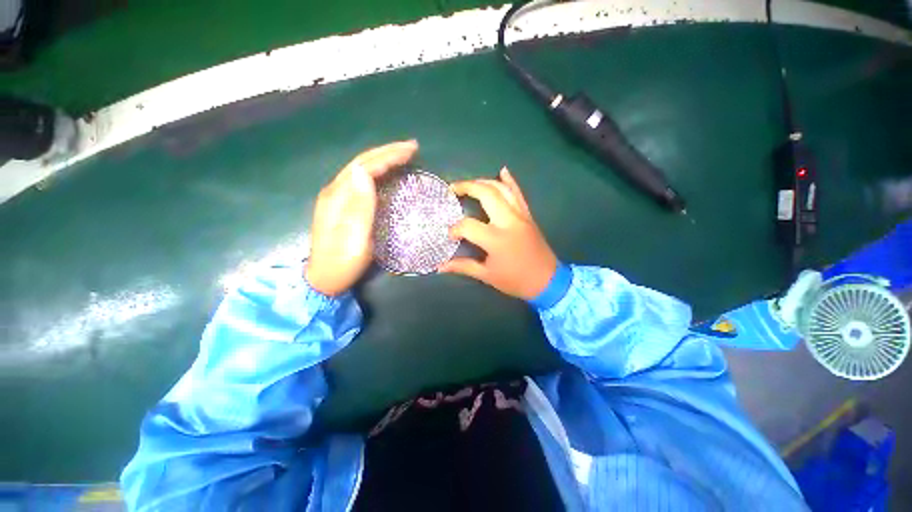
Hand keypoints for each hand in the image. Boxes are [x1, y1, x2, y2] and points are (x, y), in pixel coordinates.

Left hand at [306, 140, 418, 295]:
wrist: (323, 279)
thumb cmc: (342, 261)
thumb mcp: (354, 237)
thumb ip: (359, 206)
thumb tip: (364, 172)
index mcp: (338, 197)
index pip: (364, 167)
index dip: (387, 157)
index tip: (410, 152)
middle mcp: (336, 192)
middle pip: (362, 163)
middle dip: (387, 153)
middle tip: (411, 148)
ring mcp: (338, 199)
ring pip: (362, 171)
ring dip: (383, 160)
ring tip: (403, 156)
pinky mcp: (343, 207)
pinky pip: (362, 182)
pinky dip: (379, 173)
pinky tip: (388, 174)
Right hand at [440, 168, 557, 300]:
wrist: (547, 280)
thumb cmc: (516, 280)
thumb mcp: (487, 276)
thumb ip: (463, 266)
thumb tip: (440, 266)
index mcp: (496, 239)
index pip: (468, 225)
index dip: (455, 229)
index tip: (450, 236)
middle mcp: (508, 221)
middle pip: (486, 194)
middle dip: (466, 187)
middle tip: (452, 189)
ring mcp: (520, 215)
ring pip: (501, 189)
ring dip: (483, 181)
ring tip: (469, 184)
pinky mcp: (528, 215)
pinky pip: (518, 193)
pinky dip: (510, 181)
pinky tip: (502, 171)